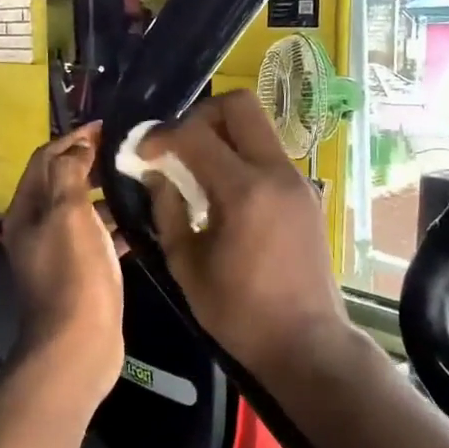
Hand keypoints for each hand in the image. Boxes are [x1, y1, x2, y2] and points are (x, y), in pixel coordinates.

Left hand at [2, 125, 124, 402]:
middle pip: (62, 182)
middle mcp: (37, 228)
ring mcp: (60, 252)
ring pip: (83, 210)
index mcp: (26, 210)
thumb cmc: (73, 274)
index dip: (72, 138)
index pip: (45, 158)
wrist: (78, 345)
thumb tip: (78, 144)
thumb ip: (70, 173)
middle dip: (90, 161)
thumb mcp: (69, 213)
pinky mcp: (82, 273)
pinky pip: (99, 237)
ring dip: (106, 192)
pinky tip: (145, 219)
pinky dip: (117, 225)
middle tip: (127, 149)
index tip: (105, 126)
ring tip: (142, 178)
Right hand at [135, 92, 355, 381]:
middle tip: (177, 147)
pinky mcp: (306, 194)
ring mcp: (297, 181)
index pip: (195, 134)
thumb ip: (166, 210)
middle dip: (200, 115)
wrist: (306, 342)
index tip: (142, 153)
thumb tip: (154, 174)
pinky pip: (268, 154)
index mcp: (244, 191)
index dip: (160, 135)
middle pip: (239, 105)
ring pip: (257, 127)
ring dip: (223, 135)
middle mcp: (276, 173)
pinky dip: (241, 157)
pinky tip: (223, 193)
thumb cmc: (238, 312)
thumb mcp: (186, 264)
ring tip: (197, 171)